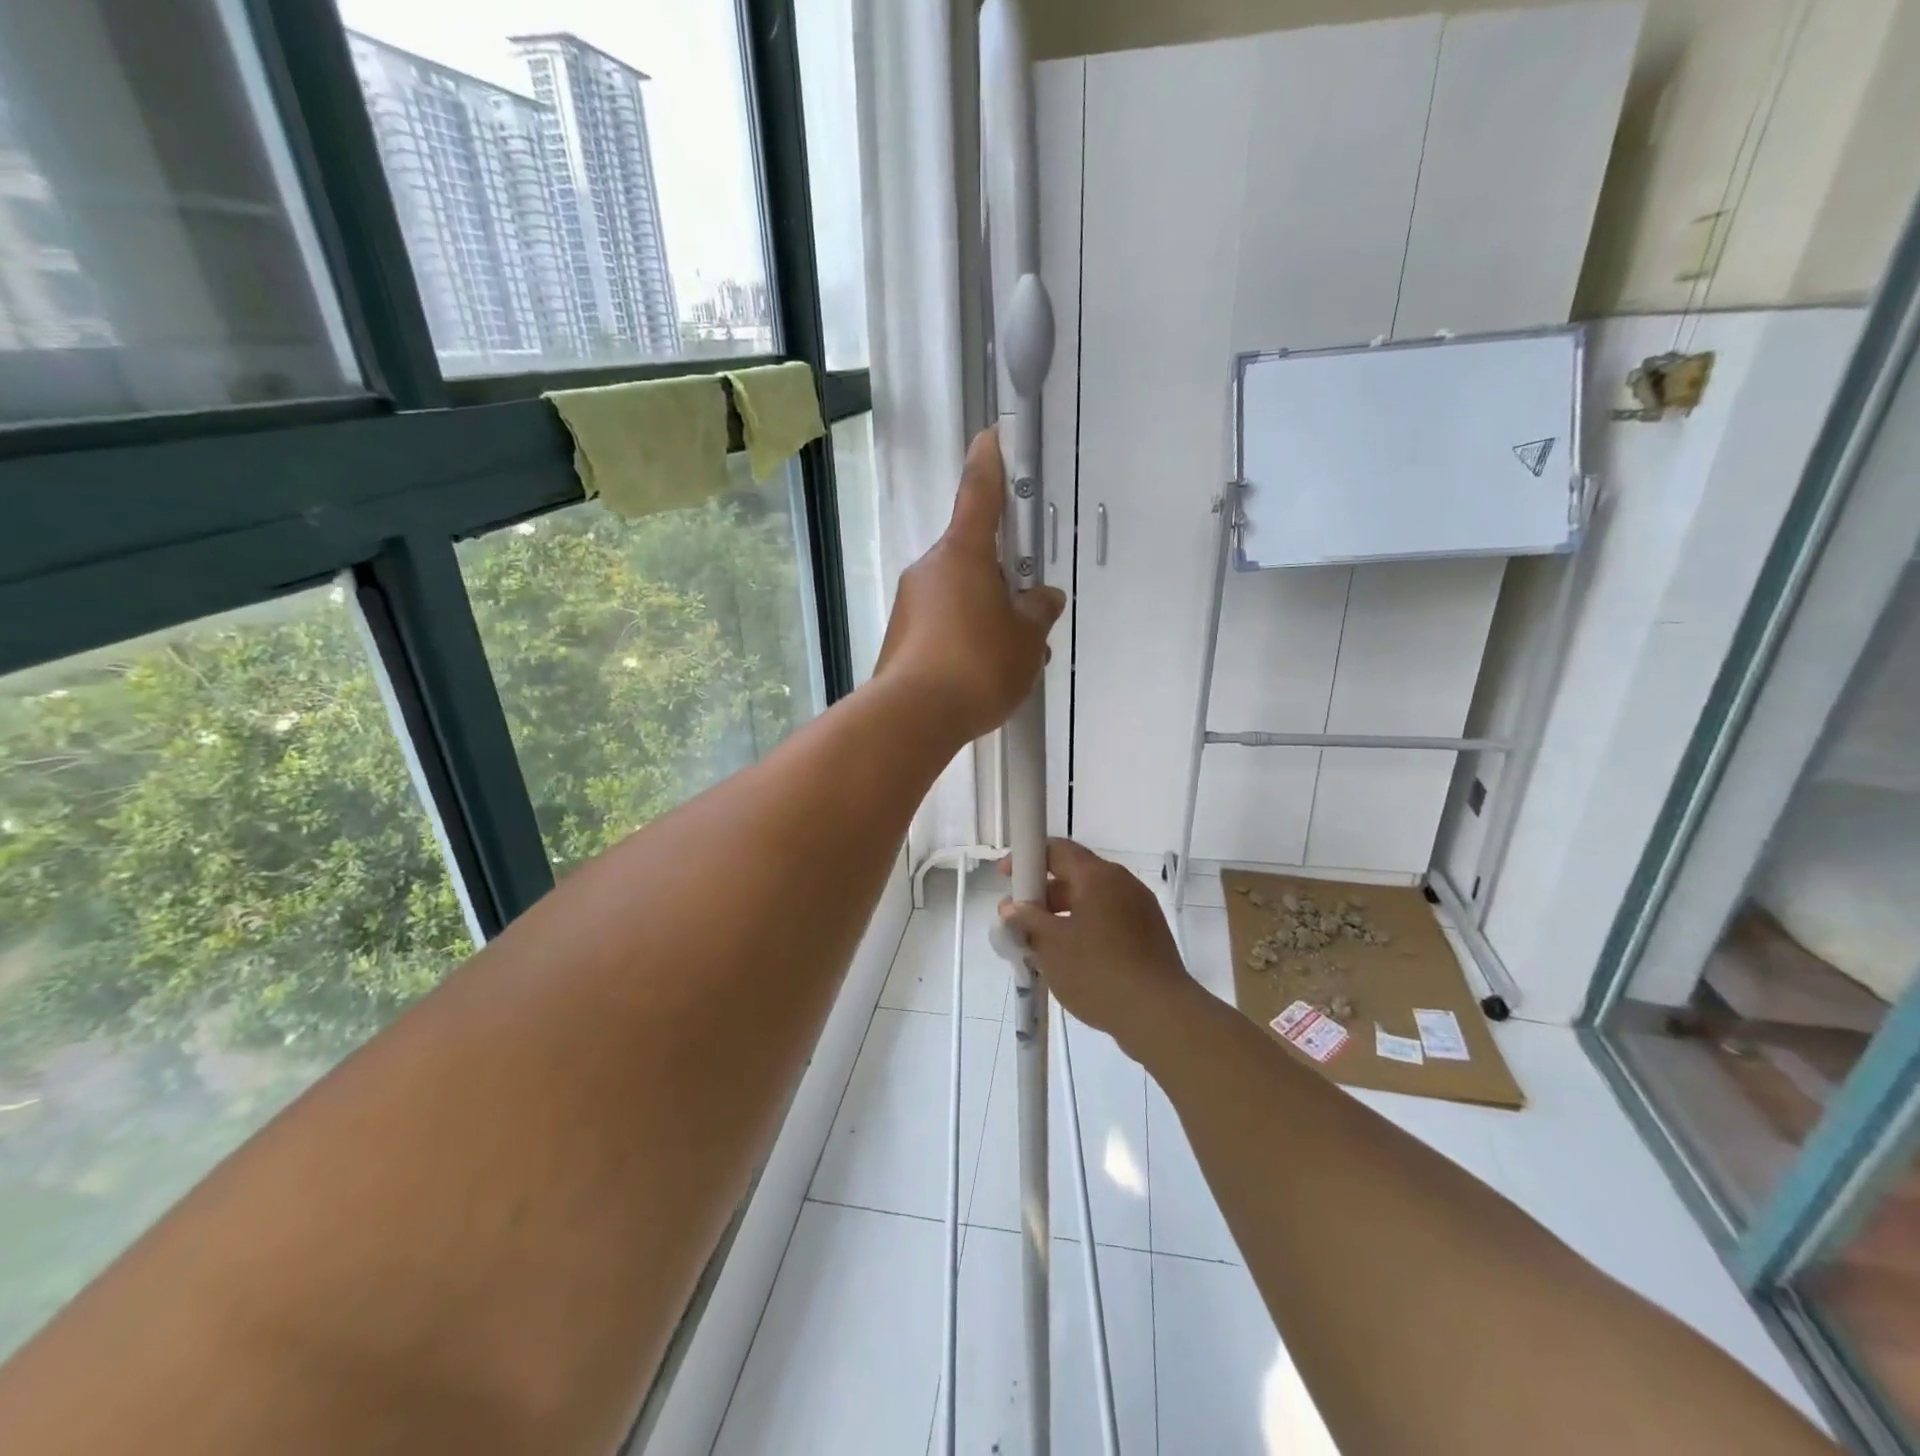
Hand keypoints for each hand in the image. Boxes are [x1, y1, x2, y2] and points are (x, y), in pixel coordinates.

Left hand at [875, 429, 1065, 742]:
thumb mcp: (1025, 640)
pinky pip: (945, 625)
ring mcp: (911, 605)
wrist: (913, 718)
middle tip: (1031, 613)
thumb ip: (1038, 612)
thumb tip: (1043, 598)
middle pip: (973, 558)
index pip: (979, 495)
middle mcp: (930, 570)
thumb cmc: (977, 665)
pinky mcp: (902, 638)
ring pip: (961, 597)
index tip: (990, 436)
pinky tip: (986, 675)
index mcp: (962, 554)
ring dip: (989, 616)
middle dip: (1003, 579)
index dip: (989, 464)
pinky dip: (968, 639)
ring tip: (1016, 659)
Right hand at [998, 838, 1198, 1059]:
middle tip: (1019, 921)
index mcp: (1098, 876)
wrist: (1160, 1015)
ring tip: (1040, 946)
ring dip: (1063, 916)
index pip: (1058, 849)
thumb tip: (1012, 907)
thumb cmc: (1098, 971)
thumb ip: (1027, 920)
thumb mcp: (1052, 945)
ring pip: (1092, 901)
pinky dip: (1085, 930)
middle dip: (1043, 895)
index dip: (1028, 858)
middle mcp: (1122, 883)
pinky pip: (1108, 921)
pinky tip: (1070, 960)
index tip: (1007, 877)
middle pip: (1075, 876)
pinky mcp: (1149, 935)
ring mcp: (1140, 909)